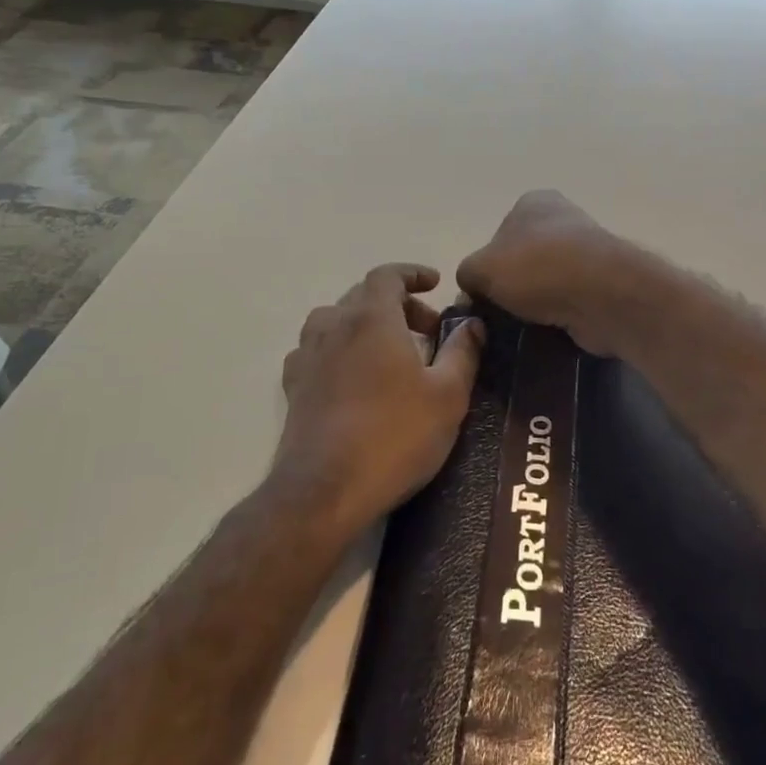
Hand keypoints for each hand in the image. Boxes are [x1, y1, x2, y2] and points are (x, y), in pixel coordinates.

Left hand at [272, 263, 483, 536]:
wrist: (325, 490)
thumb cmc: (395, 436)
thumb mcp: (447, 395)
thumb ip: (462, 352)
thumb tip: (472, 323)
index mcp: (371, 319)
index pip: (387, 276)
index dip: (412, 273)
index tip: (435, 284)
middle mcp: (334, 326)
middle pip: (364, 296)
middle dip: (398, 304)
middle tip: (428, 330)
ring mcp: (308, 356)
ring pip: (336, 320)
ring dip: (366, 324)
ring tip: (390, 352)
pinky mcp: (294, 387)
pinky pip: (318, 350)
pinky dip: (340, 349)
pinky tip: (353, 376)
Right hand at [457, 190, 647, 355]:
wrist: (603, 294)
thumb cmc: (536, 268)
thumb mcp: (480, 268)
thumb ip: (467, 275)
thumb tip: (473, 292)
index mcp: (533, 202)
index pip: (497, 235)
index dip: (486, 267)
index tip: (480, 295)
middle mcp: (562, 220)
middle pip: (522, 261)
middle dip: (510, 289)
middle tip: (496, 318)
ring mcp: (587, 253)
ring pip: (546, 285)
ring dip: (534, 307)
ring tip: (519, 331)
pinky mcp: (603, 285)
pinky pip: (568, 305)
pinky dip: (557, 319)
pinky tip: (545, 335)